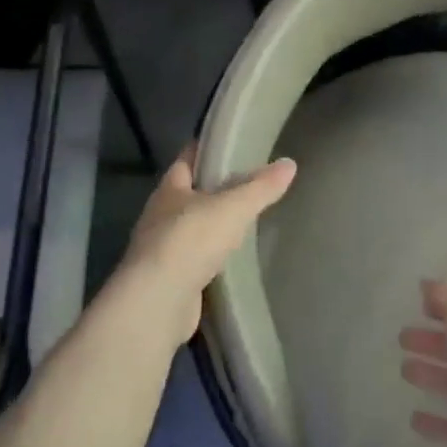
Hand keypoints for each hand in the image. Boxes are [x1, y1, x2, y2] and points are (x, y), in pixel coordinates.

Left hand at [115, 145, 296, 345]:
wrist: (157, 303)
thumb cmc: (190, 241)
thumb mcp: (233, 207)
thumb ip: (261, 187)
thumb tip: (289, 163)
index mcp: (169, 190)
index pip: (187, 158)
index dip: (207, 149)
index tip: (231, 143)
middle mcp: (160, 216)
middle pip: (189, 194)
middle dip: (214, 188)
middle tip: (249, 182)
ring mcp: (162, 250)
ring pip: (191, 228)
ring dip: (212, 224)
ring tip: (244, 220)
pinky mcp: (169, 280)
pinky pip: (195, 259)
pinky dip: (211, 257)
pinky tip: (231, 258)